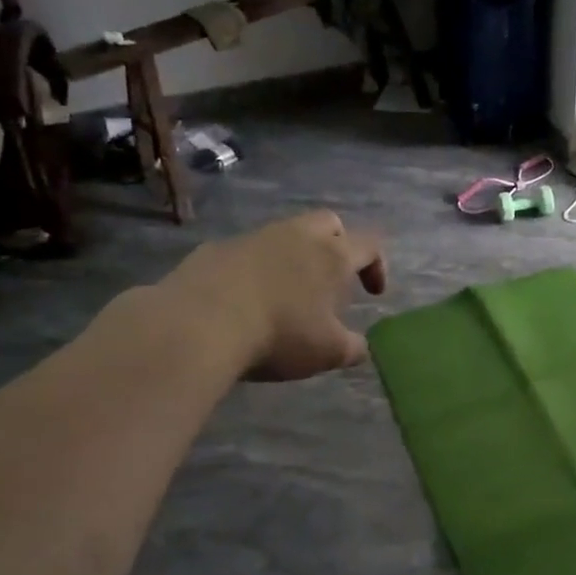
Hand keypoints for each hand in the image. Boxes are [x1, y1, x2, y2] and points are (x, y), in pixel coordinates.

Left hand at [157, 210, 387, 381]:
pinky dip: (255, 269)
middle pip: (329, 222)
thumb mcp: (327, 352)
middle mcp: (297, 236)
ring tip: (287, 293)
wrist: (198, 325)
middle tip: (333, 278)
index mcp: (332, 256)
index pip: (369, 245)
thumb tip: (361, 347)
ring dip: (294, 256)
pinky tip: (245, 300)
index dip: (377, 266)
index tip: (373, 293)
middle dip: (339, 243)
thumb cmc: (279, 334)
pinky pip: (246, 252)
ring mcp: (253, 238)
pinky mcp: (215, 249)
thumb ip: (352, 348)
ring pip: (285, 234)